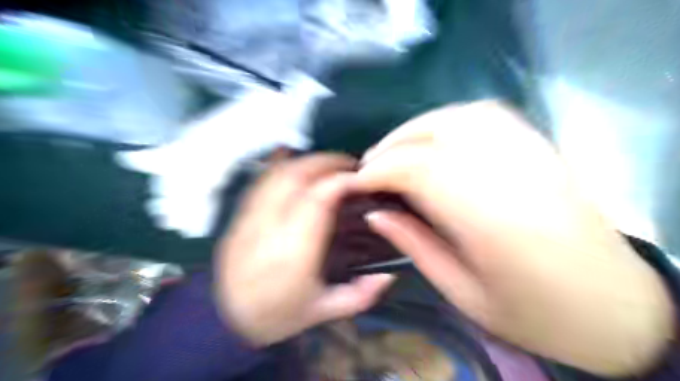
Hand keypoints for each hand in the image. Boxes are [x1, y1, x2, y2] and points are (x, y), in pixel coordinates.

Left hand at [212, 153, 393, 346]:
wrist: (225, 319)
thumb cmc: (277, 315)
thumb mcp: (323, 311)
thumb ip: (360, 295)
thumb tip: (389, 275)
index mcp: (294, 253)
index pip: (317, 200)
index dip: (340, 181)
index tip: (359, 178)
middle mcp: (270, 229)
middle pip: (295, 178)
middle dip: (325, 163)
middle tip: (348, 165)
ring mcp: (250, 219)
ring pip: (277, 175)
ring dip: (306, 162)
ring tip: (328, 165)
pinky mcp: (240, 216)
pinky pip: (262, 181)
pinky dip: (283, 167)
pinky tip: (298, 166)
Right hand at [356, 101, 673, 377]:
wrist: (614, 306)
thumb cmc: (534, 312)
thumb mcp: (462, 292)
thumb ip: (414, 245)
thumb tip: (375, 213)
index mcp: (488, 218)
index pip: (418, 168)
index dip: (379, 170)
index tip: (356, 183)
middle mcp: (510, 173)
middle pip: (435, 134)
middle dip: (391, 146)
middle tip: (369, 167)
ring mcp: (530, 154)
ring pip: (459, 117)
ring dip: (417, 127)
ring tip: (395, 150)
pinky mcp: (540, 147)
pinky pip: (487, 115)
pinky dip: (449, 119)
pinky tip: (434, 136)